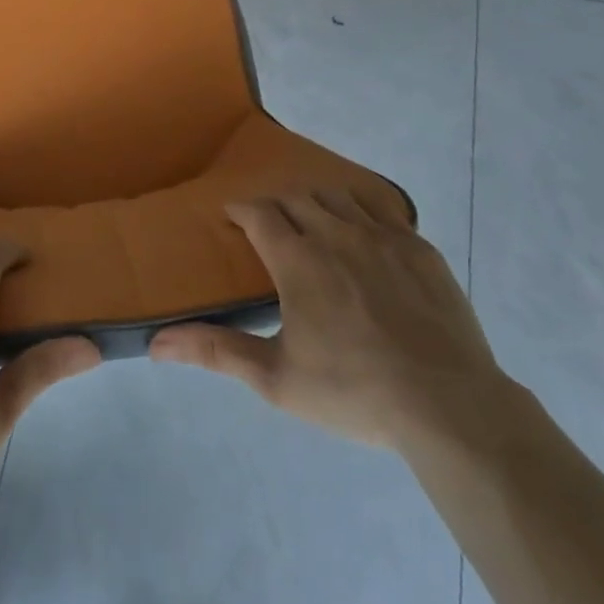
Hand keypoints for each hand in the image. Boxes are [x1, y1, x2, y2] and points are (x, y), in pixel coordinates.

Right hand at [150, 190, 512, 452]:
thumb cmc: (353, 392)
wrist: (447, 406)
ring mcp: (382, 237)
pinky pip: (382, 208)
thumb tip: (156, 344)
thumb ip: (216, 351)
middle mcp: (335, 233)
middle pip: (296, 197)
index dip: (240, 210)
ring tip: (312, 222)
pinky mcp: (419, 248)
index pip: (258, 212)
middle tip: (269, 226)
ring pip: (337, 197)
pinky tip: (362, 230)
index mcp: (297, 259)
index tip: (232, 217)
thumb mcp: (276, 378)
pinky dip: (361, 208)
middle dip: (275, 204)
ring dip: (316, 202)